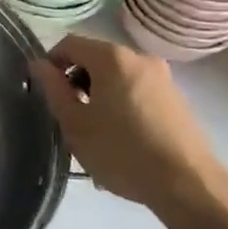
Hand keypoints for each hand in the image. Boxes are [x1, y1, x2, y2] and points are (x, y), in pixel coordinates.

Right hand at [30, 34, 220, 211]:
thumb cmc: (123, 152)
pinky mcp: (176, 99)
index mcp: (112, 57)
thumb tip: (39, 64)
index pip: (70, 44)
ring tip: (96, 136)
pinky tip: (122, 142)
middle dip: (77, 83)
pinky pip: (137, 92)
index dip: (52, 63)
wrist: (189, 185)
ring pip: (117, 78)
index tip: (48, 93)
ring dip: (100, 98)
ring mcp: (162, 77)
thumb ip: (53, 88)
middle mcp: (139, 57)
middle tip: (71, 118)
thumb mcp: (75, 124)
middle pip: (95, 59)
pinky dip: (122, 107)